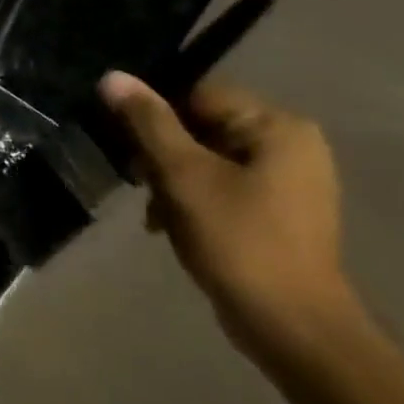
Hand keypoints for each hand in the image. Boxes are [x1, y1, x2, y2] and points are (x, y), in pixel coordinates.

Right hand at [98, 70, 369, 371]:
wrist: (291, 326)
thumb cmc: (238, 241)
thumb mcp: (183, 176)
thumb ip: (148, 123)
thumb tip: (112, 77)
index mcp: (277, 127)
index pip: (199, 95)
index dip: (157, 119)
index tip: (132, 151)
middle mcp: (291, 145)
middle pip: (203, 129)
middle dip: (164, 159)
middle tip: (144, 189)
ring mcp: (289, 182)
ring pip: (208, 161)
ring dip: (174, 184)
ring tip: (158, 218)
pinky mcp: (279, 213)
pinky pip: (223, 188)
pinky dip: (194, 203)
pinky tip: (173, 229)